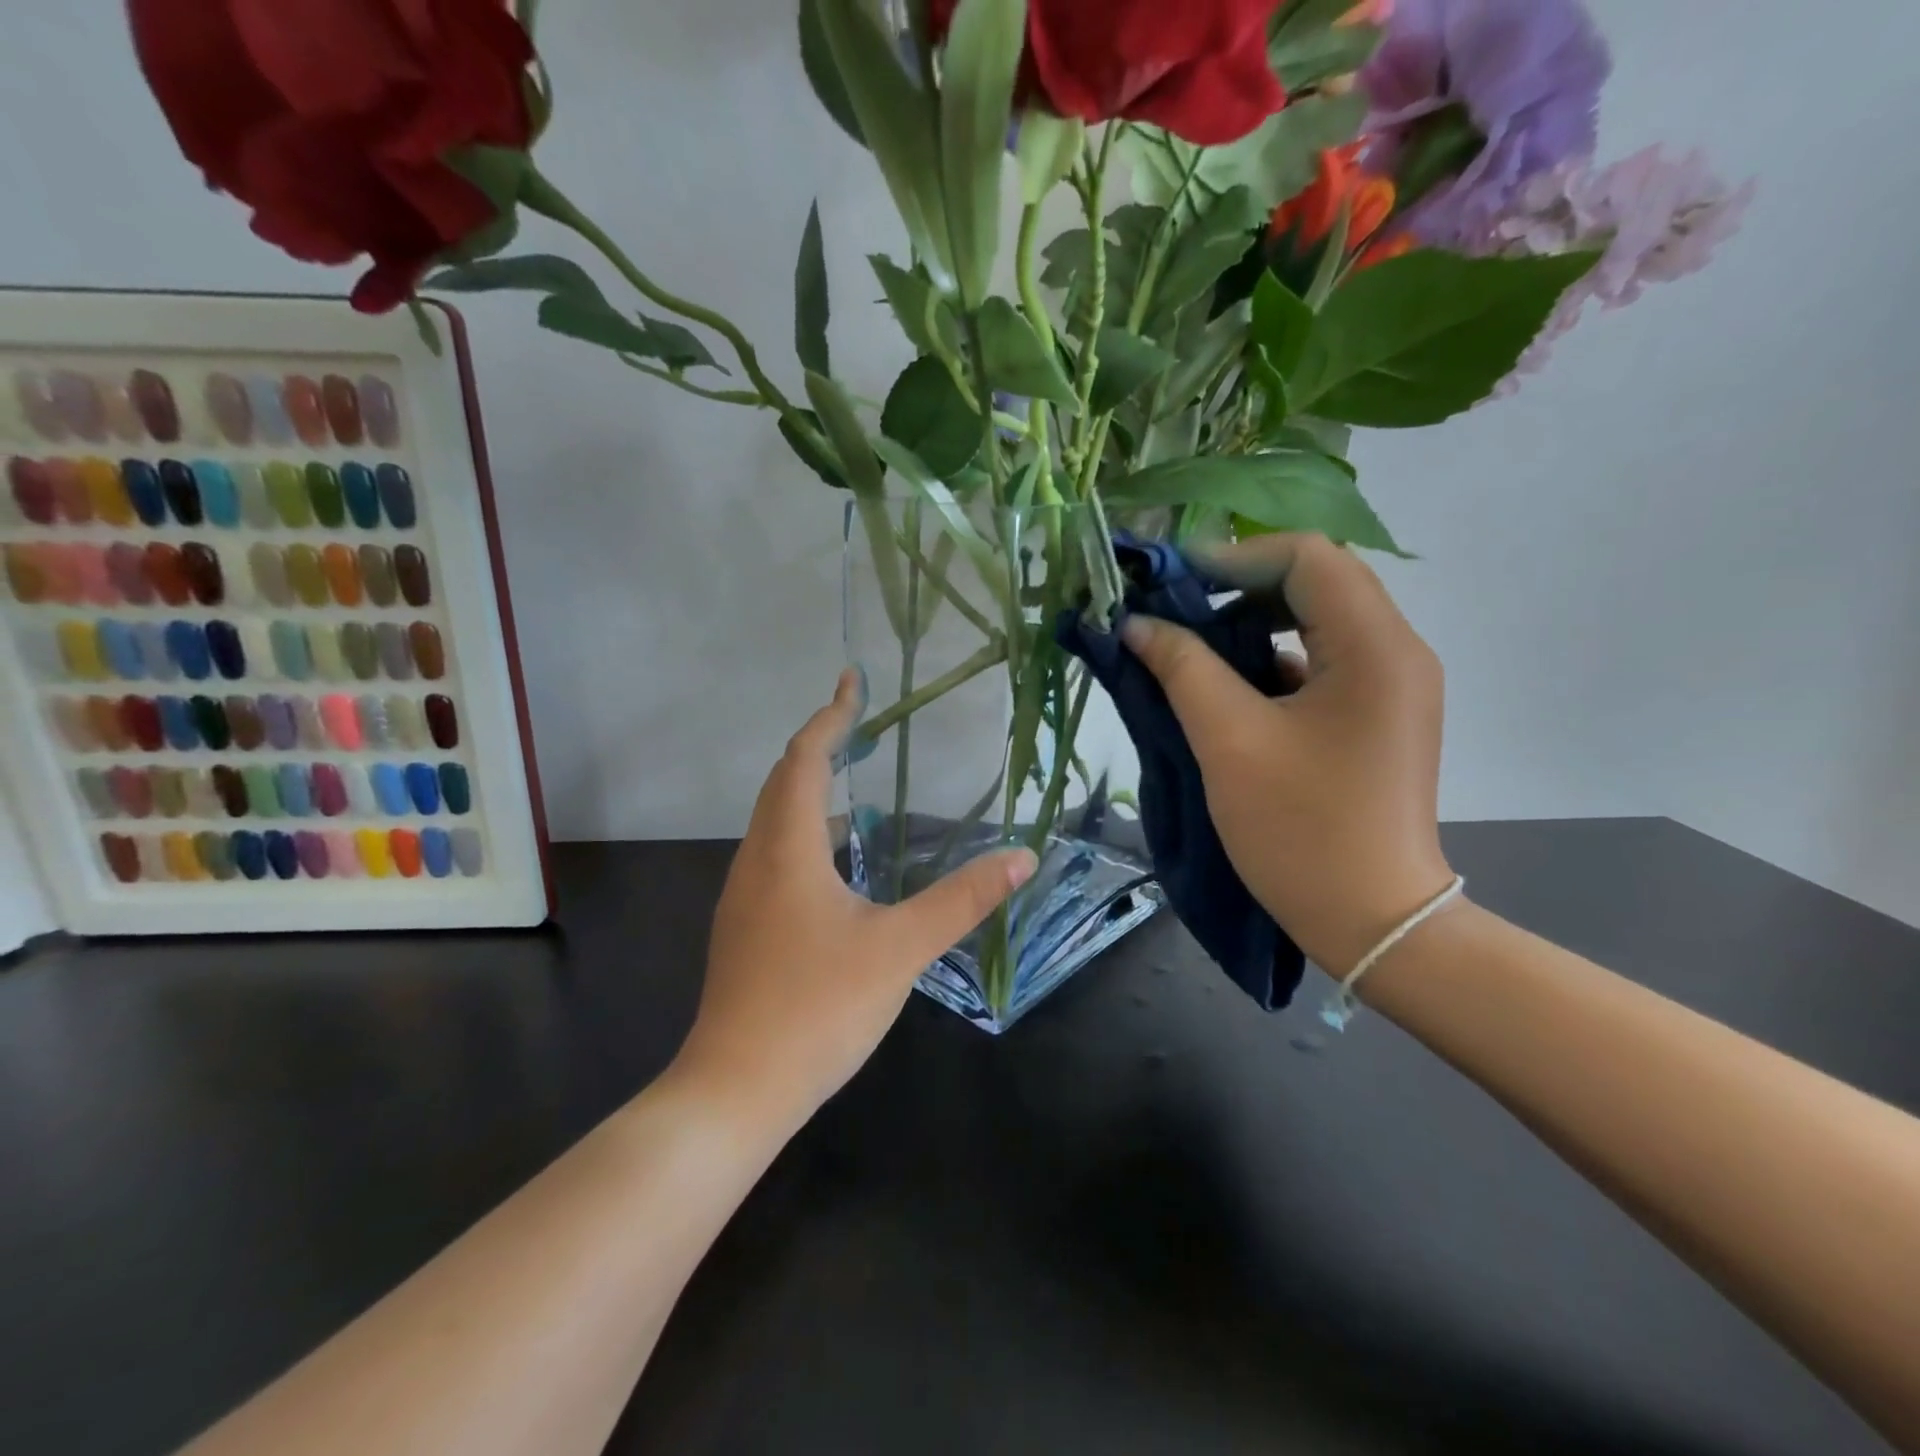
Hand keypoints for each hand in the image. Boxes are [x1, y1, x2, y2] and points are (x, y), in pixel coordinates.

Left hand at [673, 670, 1036, 1135]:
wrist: (736, 1089)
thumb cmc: (817, 1008)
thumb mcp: (900, 949)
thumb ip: (961, 899)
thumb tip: (1021, 856)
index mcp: (788, 850)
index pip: (804, 760)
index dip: (830, 717)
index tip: (852, 682)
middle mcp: (757, 860)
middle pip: (783, 782)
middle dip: (820, 744)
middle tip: (860, 723)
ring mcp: (744, 897)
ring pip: (775, 821)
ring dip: (809, 789)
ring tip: (854, 781)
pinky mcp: (746, 928)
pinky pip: (775, 854)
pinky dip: (805, 831)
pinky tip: (839, 862)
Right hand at [1120, 533, 1453, 974]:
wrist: (1373, 920)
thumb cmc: (1301, 830)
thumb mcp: (1229, 741)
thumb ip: (1182, 669)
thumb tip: (1136, 624)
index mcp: (1374, 646)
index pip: (1306, 557)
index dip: (1232, 558)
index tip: (1169, 583)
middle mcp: (1396, 651)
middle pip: (1315, 582)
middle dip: (1238, 587)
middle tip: (1174, 611)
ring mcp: (1391, 685)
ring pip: (1317, 621)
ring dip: (1252, 623)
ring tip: (1191, 645)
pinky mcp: (1376, 715)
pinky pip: (1321, 661)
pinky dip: (1270, 659)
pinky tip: (1224, 685)